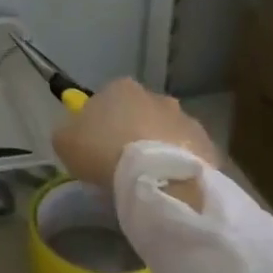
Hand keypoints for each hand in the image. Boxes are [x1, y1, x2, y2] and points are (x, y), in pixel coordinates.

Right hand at [52, 78, 217, 210]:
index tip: (96, 143)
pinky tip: (169, 184)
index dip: (101, 120)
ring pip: (167, 131)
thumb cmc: (103, 152)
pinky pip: (188, 153)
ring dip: (158, 146)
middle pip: (140, 112)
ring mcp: (186, 119)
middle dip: (133, 131)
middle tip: (122, 160)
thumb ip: (69, 131)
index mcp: (120, 88)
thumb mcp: (65, 141)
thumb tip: (76, 133)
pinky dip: (179, 164)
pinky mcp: (208, 145)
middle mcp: (156, 96)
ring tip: (147, 177)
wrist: (156, 180)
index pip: (107, 98)